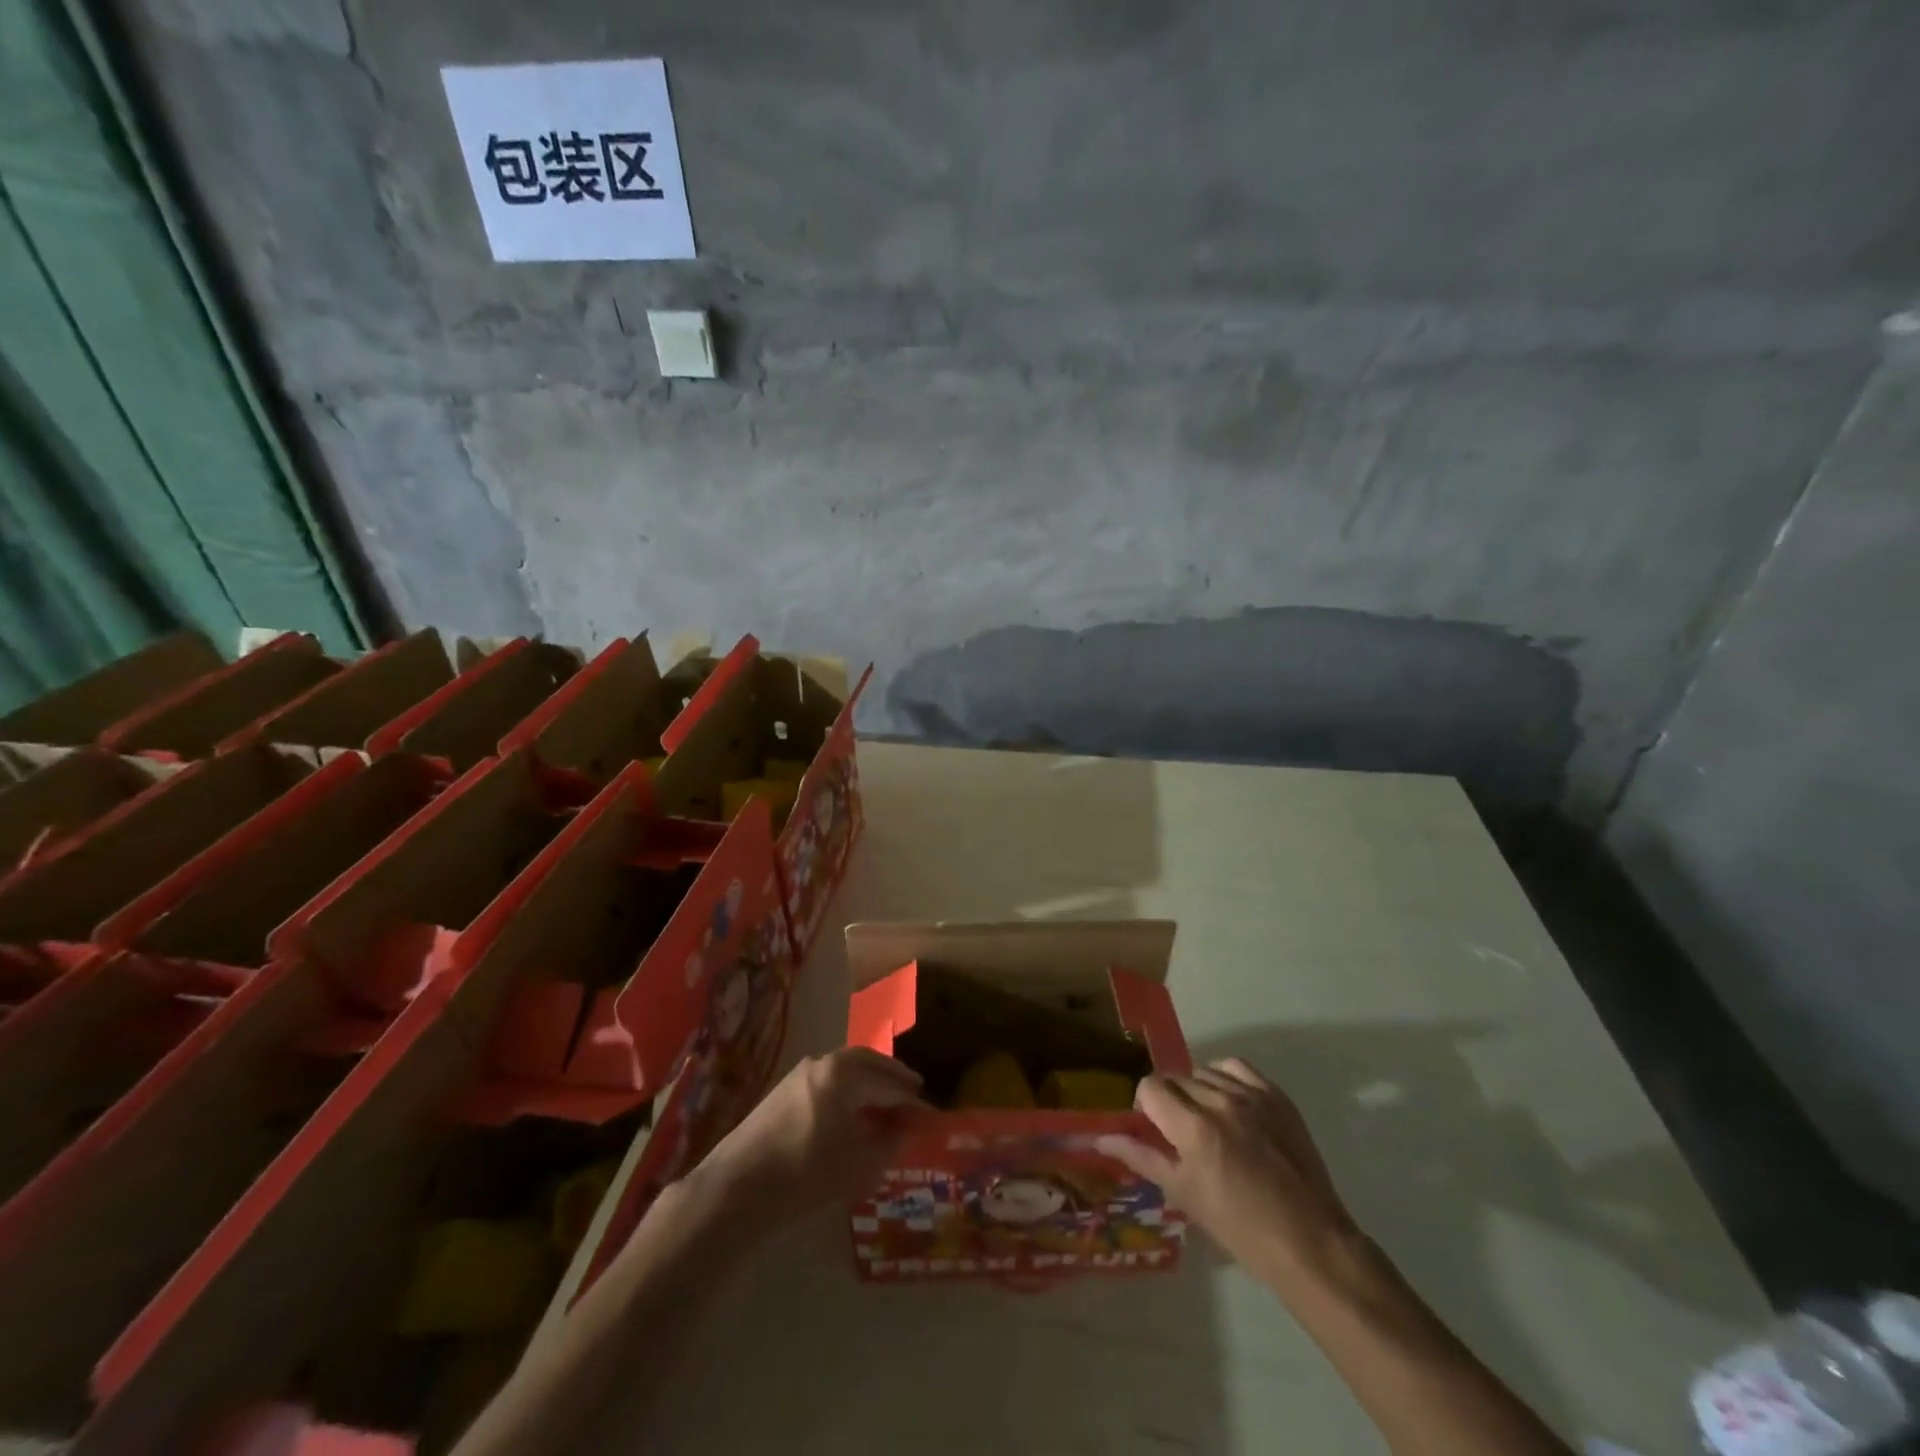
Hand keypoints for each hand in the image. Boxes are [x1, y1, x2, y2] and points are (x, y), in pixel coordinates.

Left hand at [693, 1047, 925, 1229]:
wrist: (736, 1190)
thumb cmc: (807, 1174)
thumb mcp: (860, 1164)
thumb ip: (890, 1142)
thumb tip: (907, 1128)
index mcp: (845, 1072)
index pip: (890, 1083)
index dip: (913, 1103)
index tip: (933, 1117)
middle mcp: (823, 1062)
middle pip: (867, 1063)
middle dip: (892, 1078)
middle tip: (913, 1092)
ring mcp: (798, 1074)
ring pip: (845, 1070)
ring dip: (868, 1082)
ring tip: (885, 1103)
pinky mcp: (782, 1092)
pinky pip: (827, 1081)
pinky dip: (847, 1090)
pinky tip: (851, 1114)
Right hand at [1096, 1058, 1359, 1288]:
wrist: (1309, 1242)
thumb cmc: (1240, 1228)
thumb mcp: (1184, 1194)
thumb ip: (1141, 1157)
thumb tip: (1100, 1138)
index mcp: (1194, 1129)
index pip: (1150, 1087)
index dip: (1146, 1105)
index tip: (1156, 1128)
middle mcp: (1220, 1101)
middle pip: (1176, 1078)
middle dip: (1171, 1101)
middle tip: (1183, 1134)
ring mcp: (1251, 1096)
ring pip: (1204, 1072)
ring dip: (1197, 1091)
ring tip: (1210, 1123)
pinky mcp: (1276, 1095)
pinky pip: (1236, 1067)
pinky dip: (1224, 1077)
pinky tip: (1229, 1103)